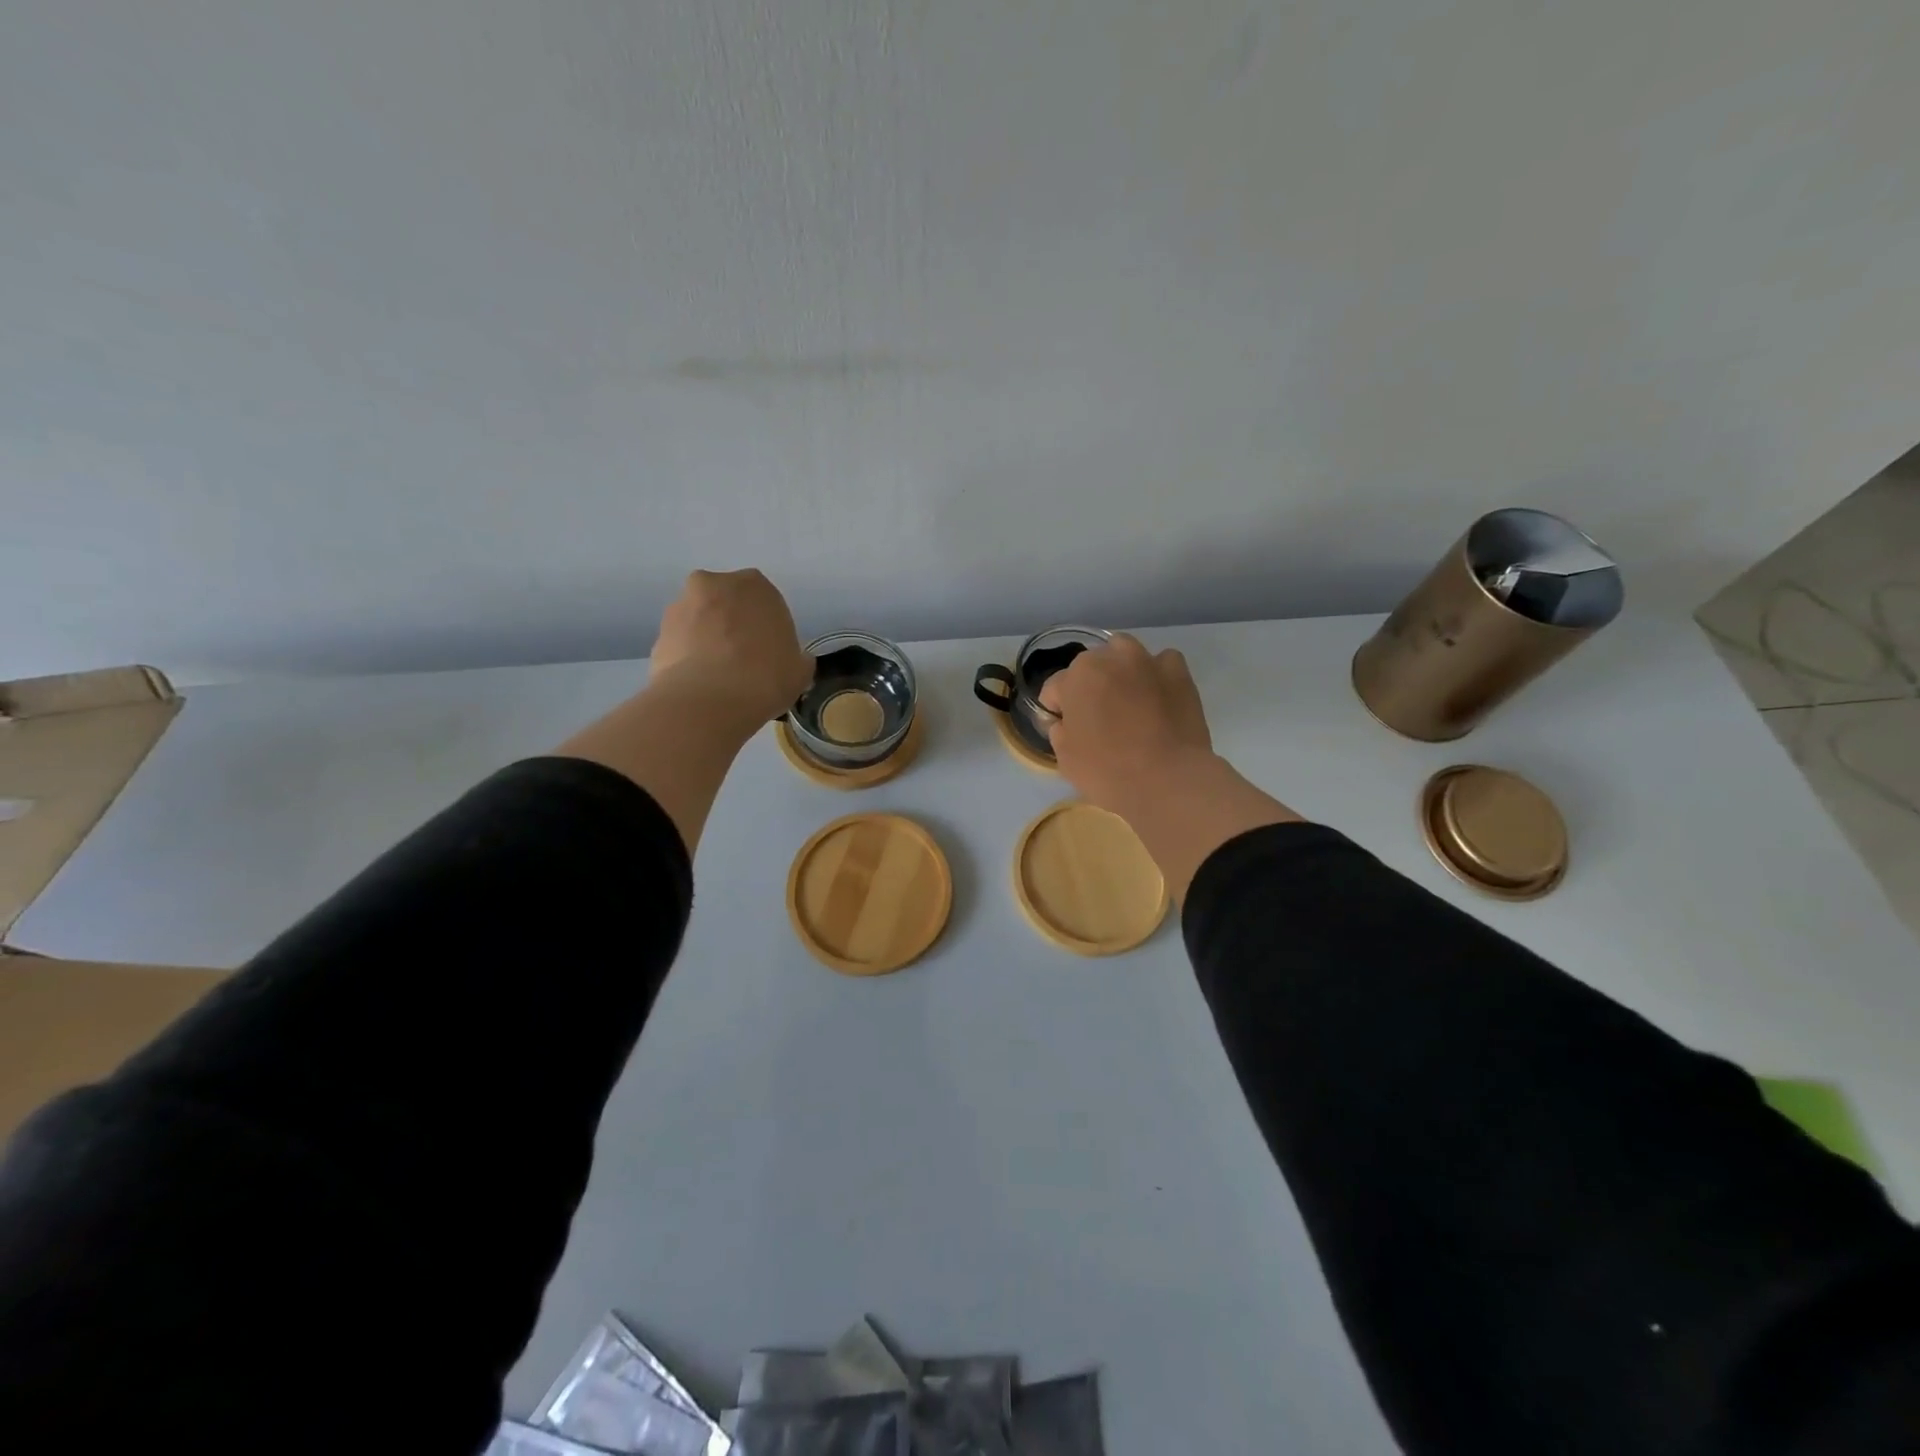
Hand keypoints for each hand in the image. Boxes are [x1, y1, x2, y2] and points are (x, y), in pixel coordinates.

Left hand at [649, 568, 812, 726]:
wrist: (708, 701)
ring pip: (699, 621)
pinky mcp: (658, 636)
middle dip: (731, 625)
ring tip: (718, 678)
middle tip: (743, 660)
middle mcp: (713, 585)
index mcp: (754, 585)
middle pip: (726, 604)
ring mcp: (680, 608)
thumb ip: (797, 657)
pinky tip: (701, 686)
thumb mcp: (800, 670)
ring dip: (707, 640)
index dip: (767, 626)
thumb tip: (793, 660)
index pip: (764, 599)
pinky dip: (688, 659)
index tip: (770, 652)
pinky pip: (680, 645)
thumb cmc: (765, 677)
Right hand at [1039, 634, 1214, 814]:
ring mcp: (1147, 661)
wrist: (1167, 781)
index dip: (1056, 710)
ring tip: (1126, 697)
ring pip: (1124, 652)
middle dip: (1088, 685)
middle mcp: (1109, 658)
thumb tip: (1067, 722)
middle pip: (1090, 666)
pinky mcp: (1178, 673)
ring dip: (1119, 669)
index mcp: (1076, 677)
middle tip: (1097, 717)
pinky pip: (1162, 662)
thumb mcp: (1065, 758)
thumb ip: (1060, 730)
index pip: (1055, 688)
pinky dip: (1155, 674)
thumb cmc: (1107, 771)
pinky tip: (1157, 695)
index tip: (1065, 730)